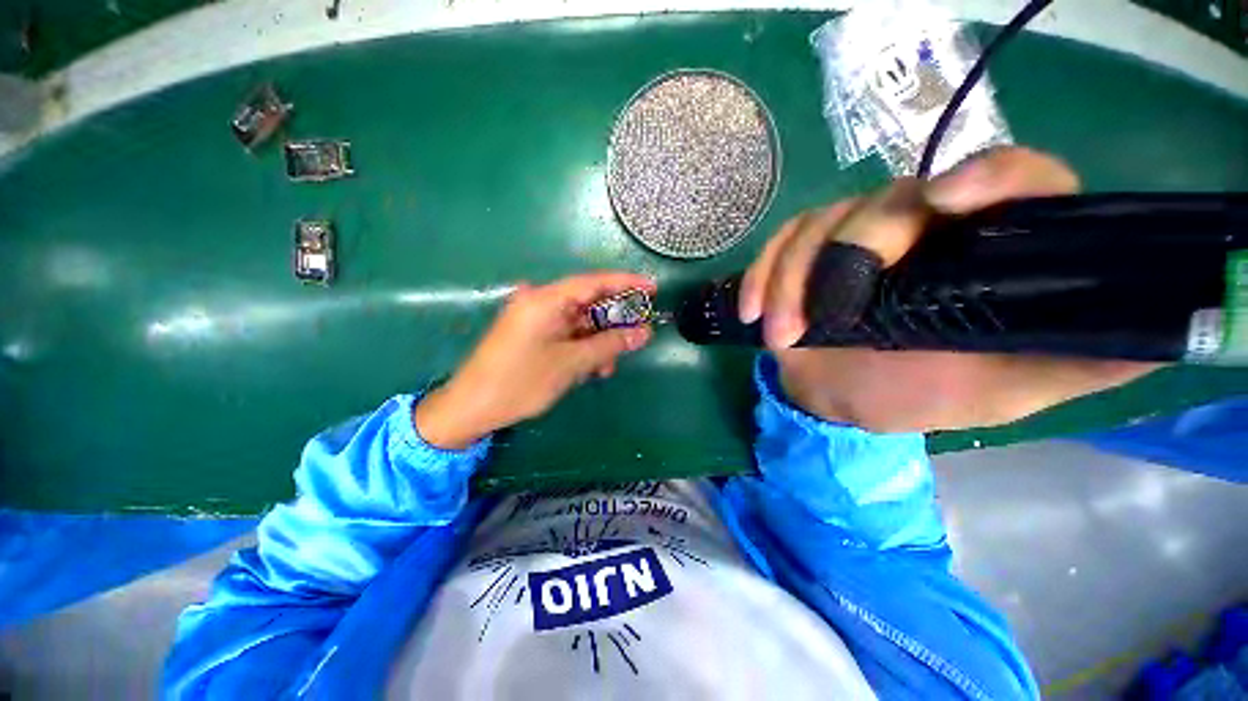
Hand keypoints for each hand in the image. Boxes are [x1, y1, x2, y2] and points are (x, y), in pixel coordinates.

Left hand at [414, 272, 654, 448]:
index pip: (593, 282)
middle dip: (612, 323)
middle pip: (588, 303)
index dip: (625, 283)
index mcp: (546, 299)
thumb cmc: (521, 382)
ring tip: (607, 367)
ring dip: (598, 342)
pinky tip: (590, 368)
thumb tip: (644, 332)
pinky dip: (582, 348)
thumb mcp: (572, 363)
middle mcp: (540, 302)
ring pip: (579, 323)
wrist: (471, 408)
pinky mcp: (532, 334)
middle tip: (635, 338)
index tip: (652, 287)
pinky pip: (566, 334)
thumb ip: (610, 344)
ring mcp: (534, 319)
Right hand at [739, 147, 1160, 432]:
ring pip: (820, 223)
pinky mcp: (803, 253)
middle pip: (891, 200)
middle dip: (847, 257)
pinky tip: (750, 310)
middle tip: (821, 320)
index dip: (988, 175)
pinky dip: (759, 276)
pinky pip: (777, 246)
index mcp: (988, 247)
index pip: (1015, 179)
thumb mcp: (1006, 390)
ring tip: (781, 336)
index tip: (946, 200)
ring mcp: (854, 235)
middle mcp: (925, 225)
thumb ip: (1080, 360)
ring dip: (790, 280)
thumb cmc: (917, 394)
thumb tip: (1158, 332)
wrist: (839, 397)